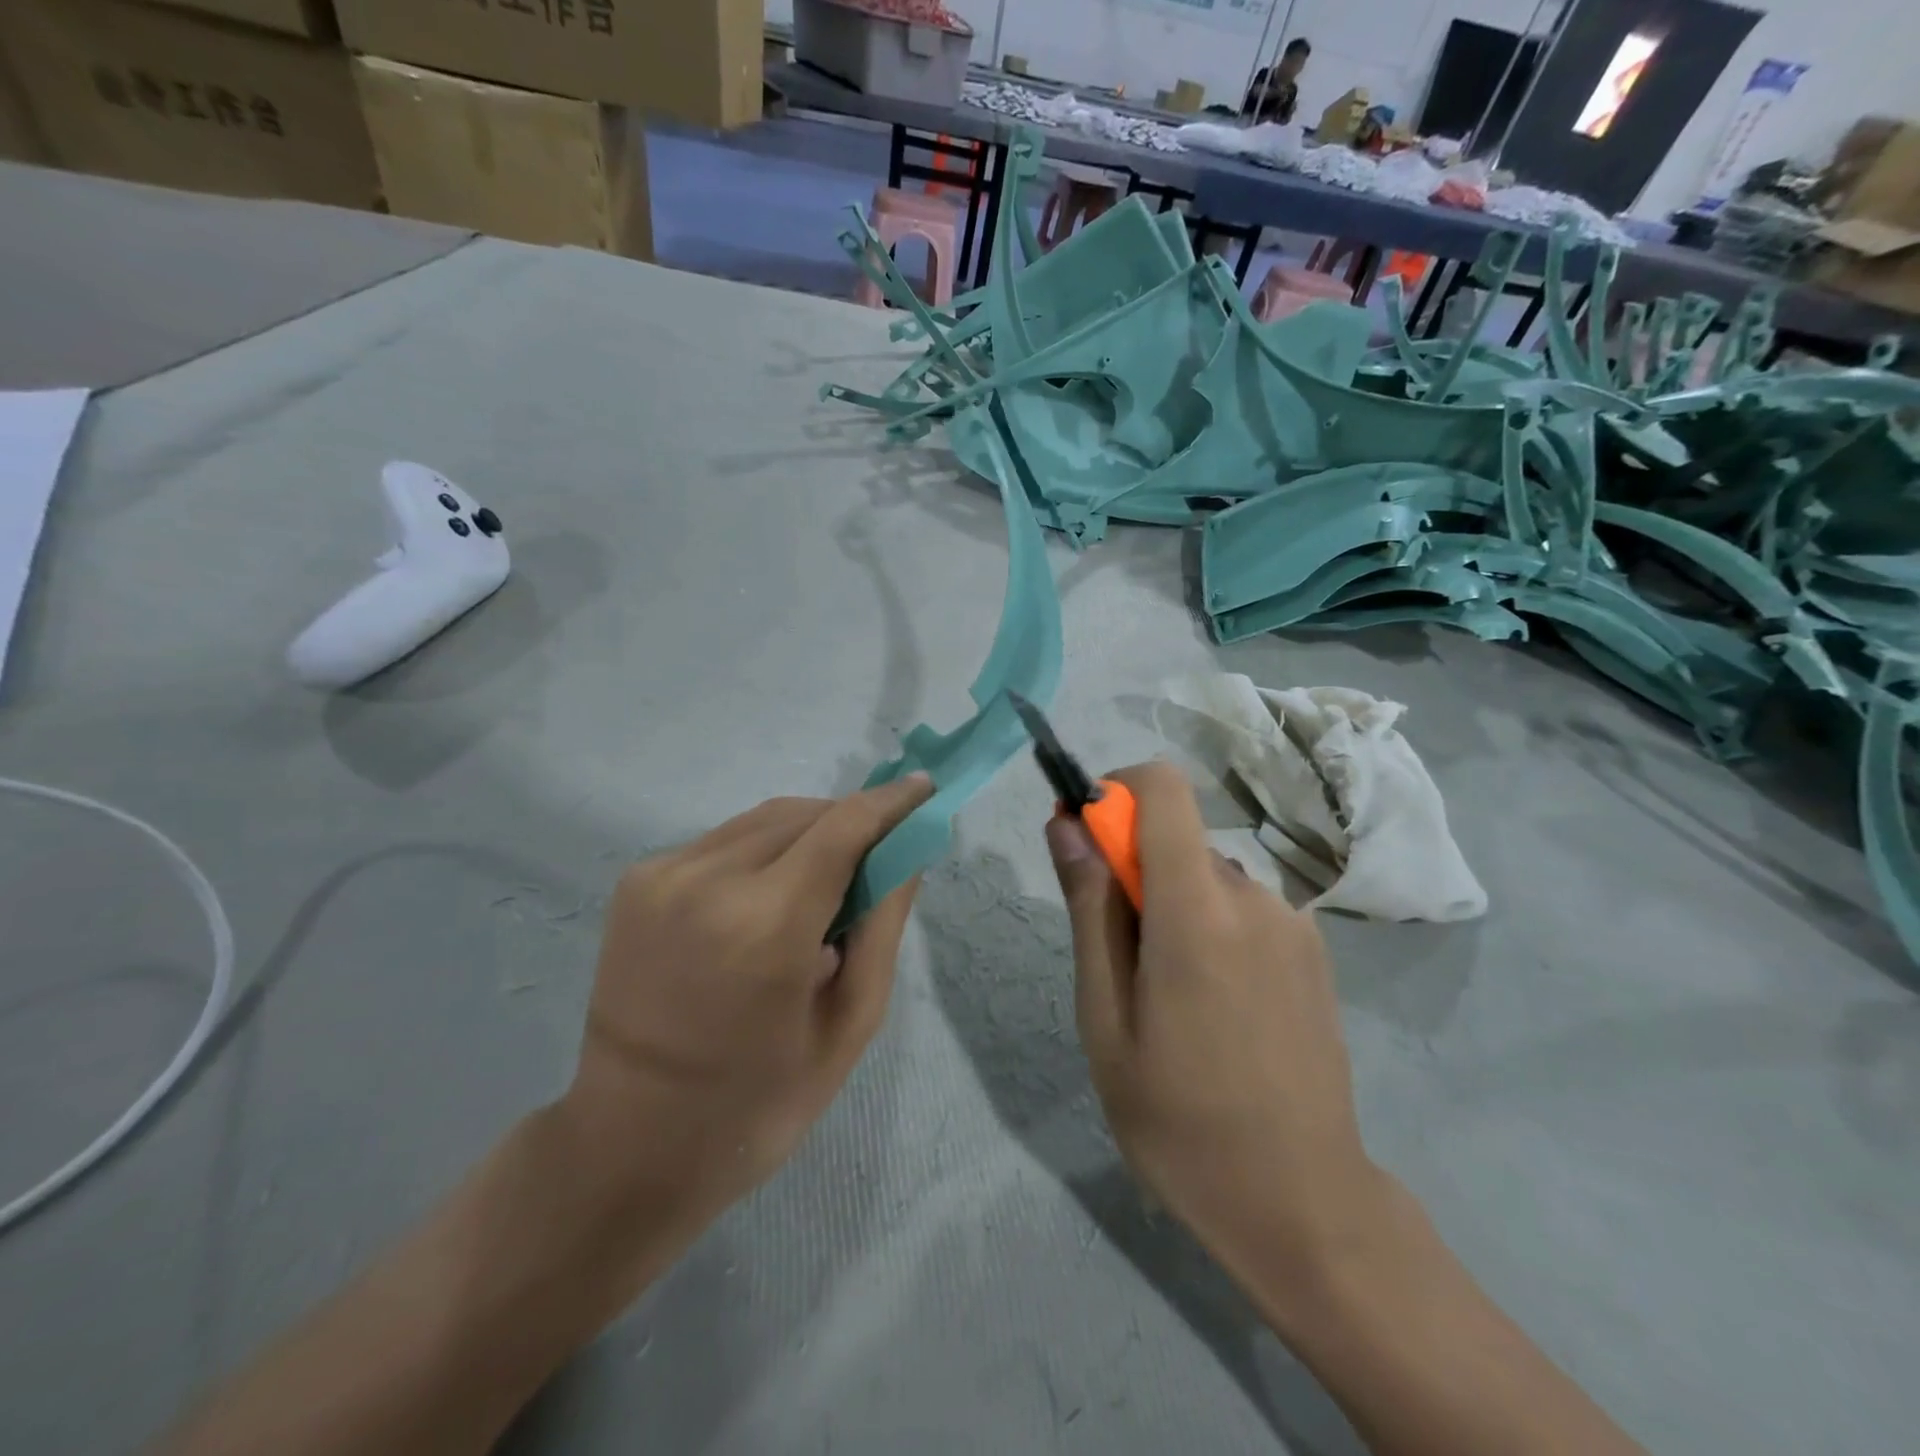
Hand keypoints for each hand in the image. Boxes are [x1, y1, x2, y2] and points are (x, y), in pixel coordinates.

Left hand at [561, 775, 932, 1256]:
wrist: (628, 1143)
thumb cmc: (758, 1102)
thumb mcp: (849, 1024)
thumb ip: (884, 925)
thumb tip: (908, 849)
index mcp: (767, 926)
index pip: (844, 827)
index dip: (890, 802)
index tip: (925, 788)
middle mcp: (709, 881)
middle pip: (804, 814)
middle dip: (852, 821)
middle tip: (882, 853)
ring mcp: (663, 875)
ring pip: (763, 819)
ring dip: (809, 832)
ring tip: (828, 880)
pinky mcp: (637, 880)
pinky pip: (724, 840)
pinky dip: (764, 850)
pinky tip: (771, 894)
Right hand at [1046, 761, 1383, 1292]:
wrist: (1301, 1201)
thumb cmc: (1177, 1117)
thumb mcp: (1105, 1016)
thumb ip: (1089, 907)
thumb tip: (1066, 824)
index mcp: (1198, 909)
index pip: (1162, 788)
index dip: (1115, 791)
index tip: (1086, 840)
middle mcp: (1255, 896)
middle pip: (1177, 839)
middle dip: (1134, 871)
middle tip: (1119, 958)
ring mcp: (1293, 922)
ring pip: (1208, 876)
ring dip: (1173, 906)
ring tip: (1170, 997)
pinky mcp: (1314, 948)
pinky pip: (1242, 907)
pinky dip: (1212, 926)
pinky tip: (1216, 1006)